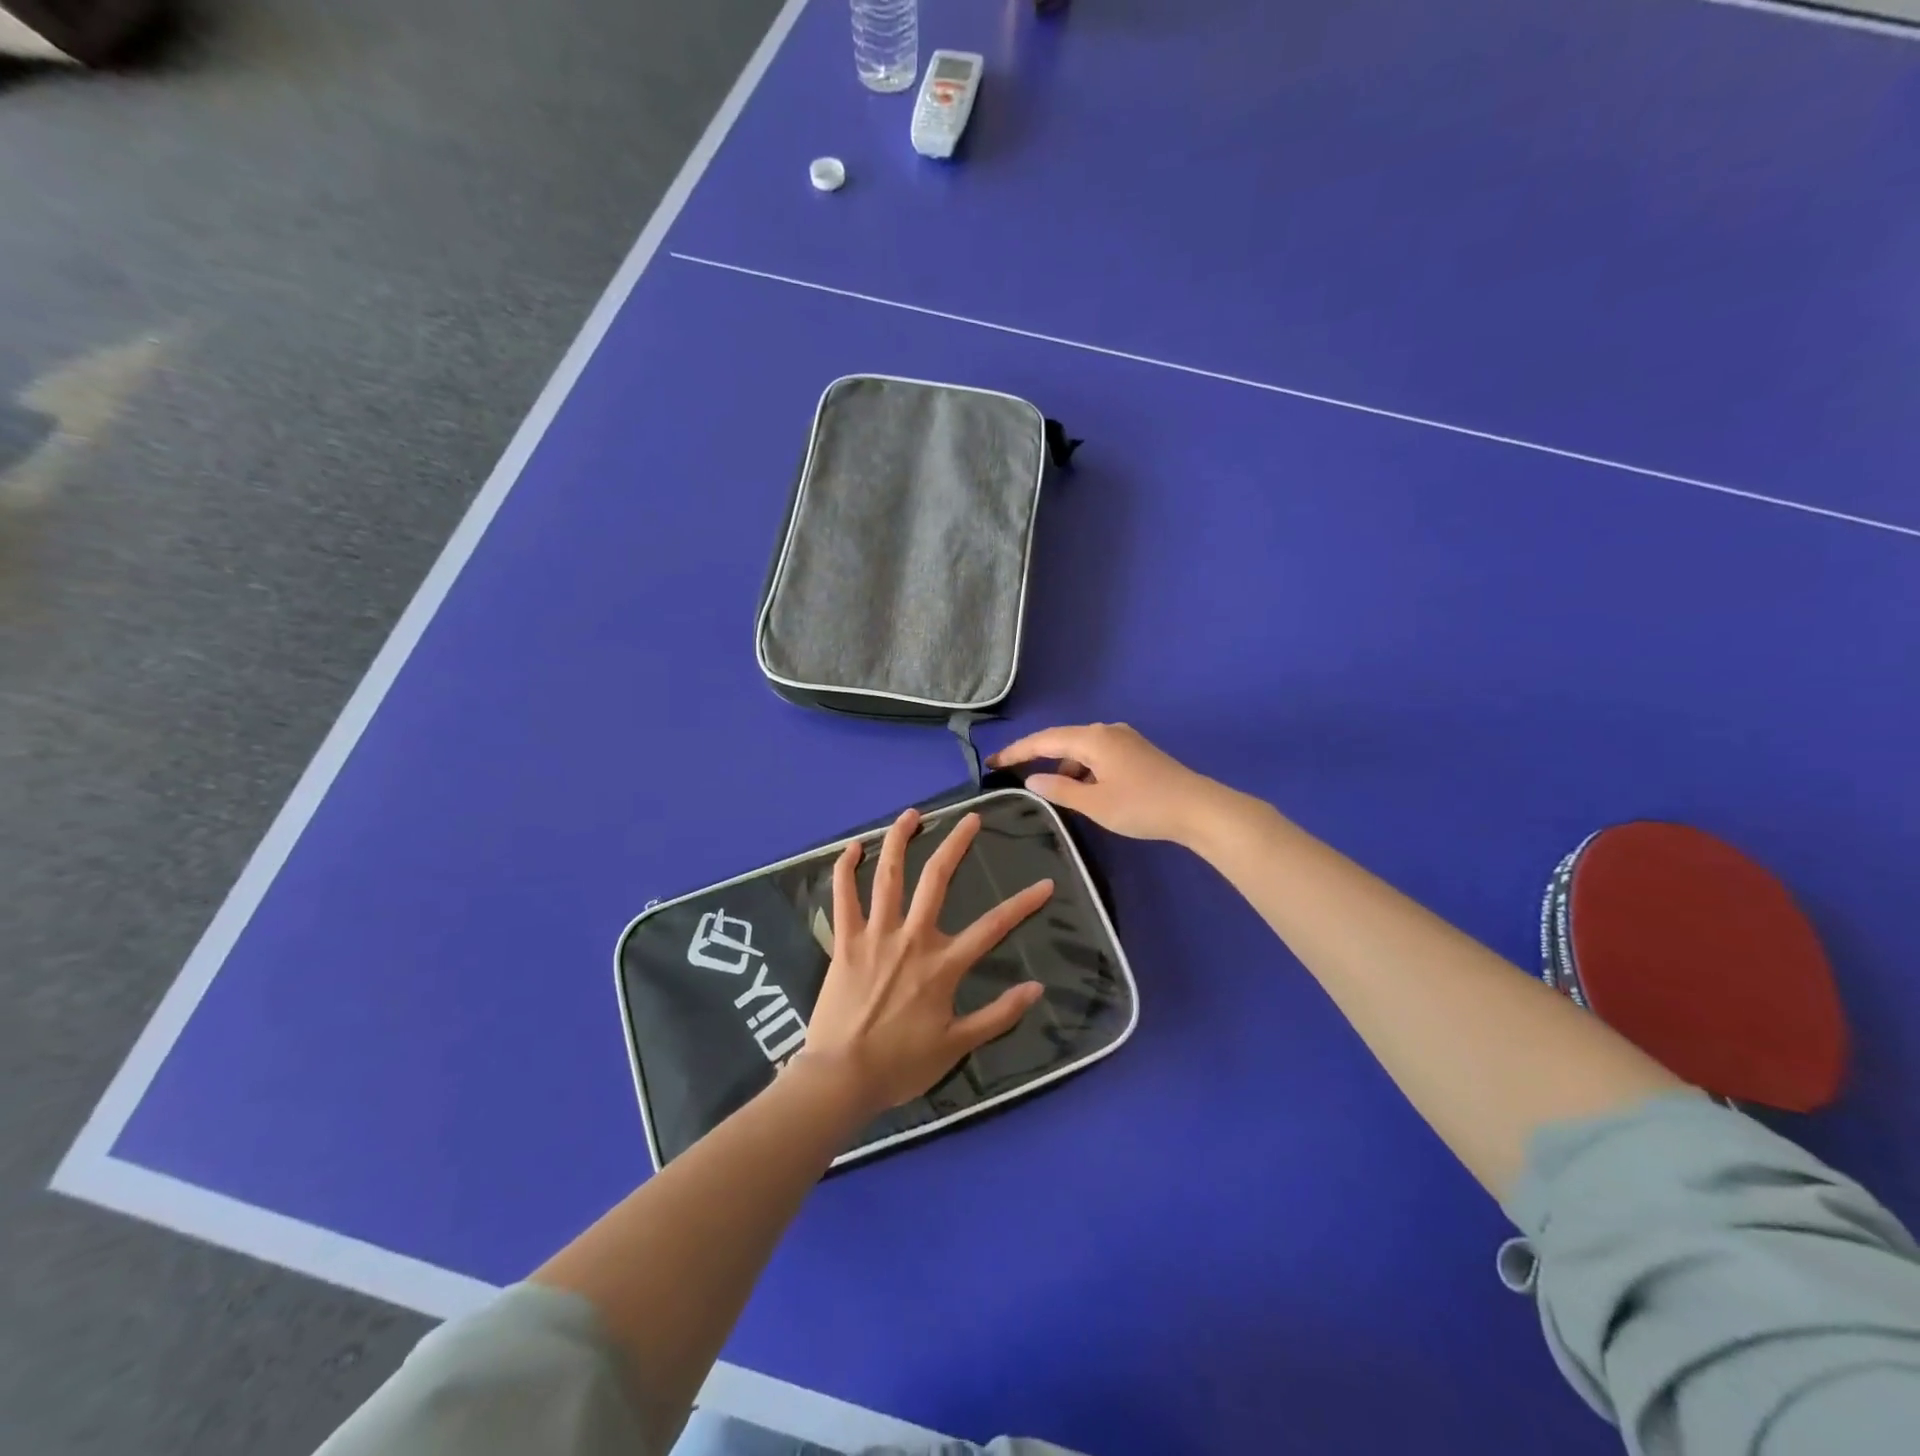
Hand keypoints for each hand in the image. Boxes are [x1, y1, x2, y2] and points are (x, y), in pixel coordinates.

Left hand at [800, 808, 1052, 1114]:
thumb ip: (999, 1015)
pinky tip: (852, 846)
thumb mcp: (958, 1046)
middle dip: (956, 844)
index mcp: (943, 965)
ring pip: (888, 876)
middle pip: (937, 880)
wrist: (841, 1078)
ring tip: (912, 814)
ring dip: (899, 840)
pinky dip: (845, 868)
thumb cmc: (901, 1065)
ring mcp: (875, 935)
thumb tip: (1037, 988)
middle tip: (971, 818)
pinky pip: (843, 896)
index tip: (1044, 883)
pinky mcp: (845, 941)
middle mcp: (912, 938)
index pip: (993, 927)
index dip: (1023, 904)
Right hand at [989, 722, 1228, 844]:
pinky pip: (1098, 755)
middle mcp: (1106, 731)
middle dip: (1036, 755)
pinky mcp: (1137, 752)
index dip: (1015, 751)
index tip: (992, 762)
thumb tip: (1032, 779)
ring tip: (1049, 790)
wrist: (1199, 809)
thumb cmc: (1142, 806)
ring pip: (1081, 748)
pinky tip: (1084, 790)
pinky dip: (1083, 769)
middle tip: (1010, 771)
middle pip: (1061, 739)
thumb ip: (1060, 789)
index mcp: (1092, 738)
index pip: (1043, 740)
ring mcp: (1125, 740)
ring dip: (1063, 766)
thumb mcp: (1095, 803)